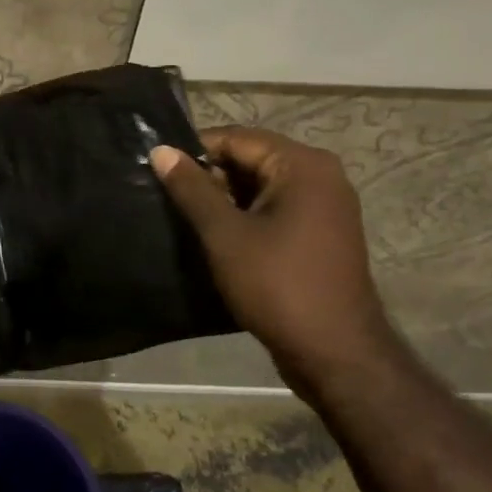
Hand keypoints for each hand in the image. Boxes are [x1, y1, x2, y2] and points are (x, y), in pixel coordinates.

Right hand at [150, 126, 394, 389]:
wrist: (334, 352)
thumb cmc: (277, 285)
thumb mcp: (224, 234)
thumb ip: (192, 189)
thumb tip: (161, 150)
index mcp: (302, 165)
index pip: (237, 138)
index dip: (194, 151)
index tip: (158, 170)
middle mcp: (321, 176)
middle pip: (251, 159)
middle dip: (210, 176)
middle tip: (167, 197)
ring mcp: (325, 206)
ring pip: (261, 187)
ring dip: (225, 199)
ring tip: (184, 217)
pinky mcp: (321, 233)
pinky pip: (276, 209)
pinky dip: (246, 216)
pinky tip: (215, 236)